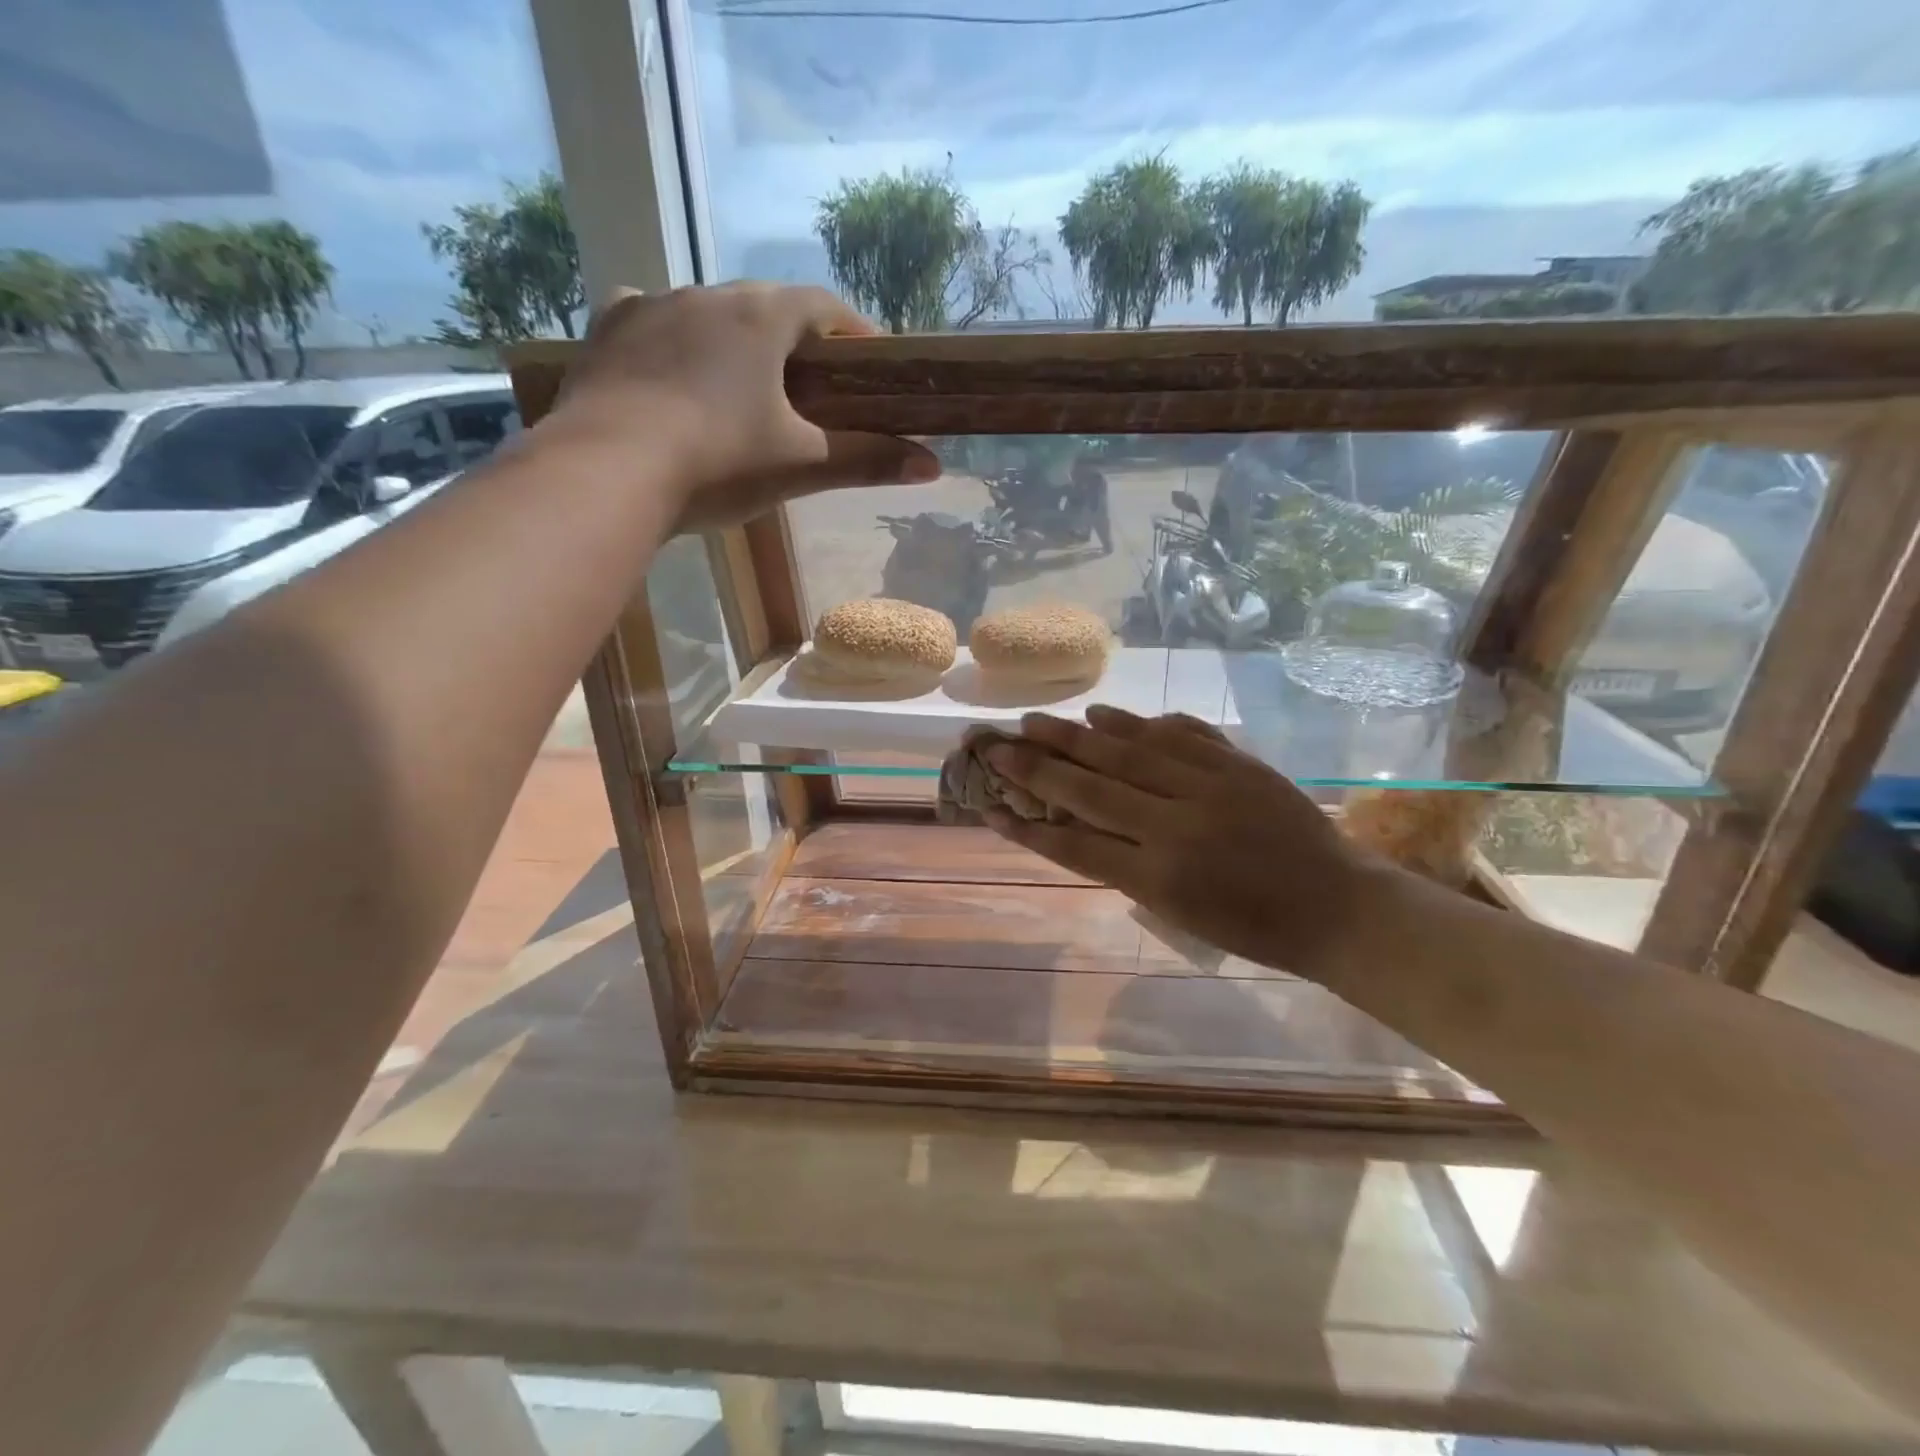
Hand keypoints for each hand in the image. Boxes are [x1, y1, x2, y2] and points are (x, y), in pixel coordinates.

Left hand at [547, 283, 939, 529]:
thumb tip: (934, 466)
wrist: (607, 473)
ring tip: (741, 387)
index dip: (852, 331)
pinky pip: (648, 322)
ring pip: (706, 313)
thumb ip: (867, 461)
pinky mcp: (606, 333)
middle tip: (809, 385)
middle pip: (765, 307)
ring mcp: (649, 308)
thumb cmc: (718, 463)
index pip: (823, 306)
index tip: (869, 362)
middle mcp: (705, 295)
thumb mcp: (801, 466)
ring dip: (732, 341)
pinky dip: (671, 341)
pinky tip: (671, 369)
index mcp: (760, 318)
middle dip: (793, 340)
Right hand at [979, 706, 1398, 975]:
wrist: (1338, 907)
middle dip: (1038, 767)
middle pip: (1091, 789)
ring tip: (1036, 720)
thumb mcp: (1178, 912)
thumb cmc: (1253, 927)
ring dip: (1076, 735)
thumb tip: (1074, 825)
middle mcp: (1176, 826)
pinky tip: (1105, 713)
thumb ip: (1124, 867)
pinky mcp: (1237, 763)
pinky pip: (1179, 733)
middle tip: (999, 745)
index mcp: (1159, 877)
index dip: (1027, 826)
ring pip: (1127, 752)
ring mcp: (1209, 787)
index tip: (989, 806)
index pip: (1075, 845)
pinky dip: (1138, 722)